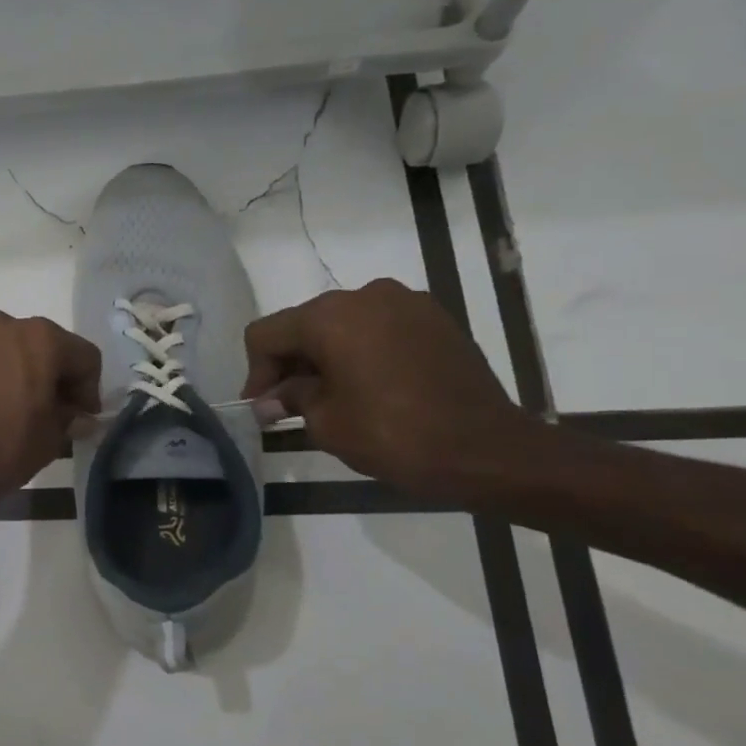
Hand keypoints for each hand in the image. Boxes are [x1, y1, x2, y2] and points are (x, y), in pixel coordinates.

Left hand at [0, 312, 101, 515]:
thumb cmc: (0, 449)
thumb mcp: (49, 440)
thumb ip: (69, 419)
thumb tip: (80, 417)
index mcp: (41, 339)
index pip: (84, 356)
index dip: (89, 389)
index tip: (81, 417)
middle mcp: (3, 323)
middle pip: (41, 345)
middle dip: (49, 374)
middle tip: (47, 410)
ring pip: (3, 347)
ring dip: (12, 370)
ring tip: (5, 406)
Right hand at [242, 278, 533, 494]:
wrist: (489, 450)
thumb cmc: (395, 435)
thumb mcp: (327, 423)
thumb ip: (291, 399)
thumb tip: (271, 399)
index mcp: (330, 316)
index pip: (267, 334)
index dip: (256, 372)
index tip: (263, 408)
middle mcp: (364, 295)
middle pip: (304, 323)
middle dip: (291, 363)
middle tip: (290, 405)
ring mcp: (405, 302)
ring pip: (343, 323)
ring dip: (327, 356)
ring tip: (333, 396)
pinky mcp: (435, 318)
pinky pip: (379, 327)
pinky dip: (363, 350)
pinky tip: (371, 385)